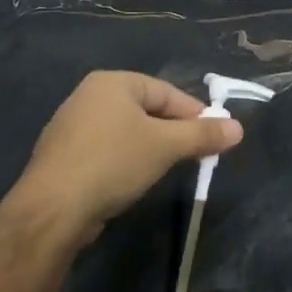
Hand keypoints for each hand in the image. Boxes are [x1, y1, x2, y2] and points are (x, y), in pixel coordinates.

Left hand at [12, 72, 240, 243]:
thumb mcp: (166, 146)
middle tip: (196, 154)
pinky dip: (127, 160)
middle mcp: (89, 96)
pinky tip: (135, 179)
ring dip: (151, 147)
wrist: (53, 209)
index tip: (215, 136)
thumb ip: (202, 135)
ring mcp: (72, 126)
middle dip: (174, 131)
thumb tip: (238, 128)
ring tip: (170, 167)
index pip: (166, 92)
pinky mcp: (64, 156)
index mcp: (112, 82)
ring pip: (127, 131)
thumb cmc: (113, 163)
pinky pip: (108, 150)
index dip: (195, 113)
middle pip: (146, 109)